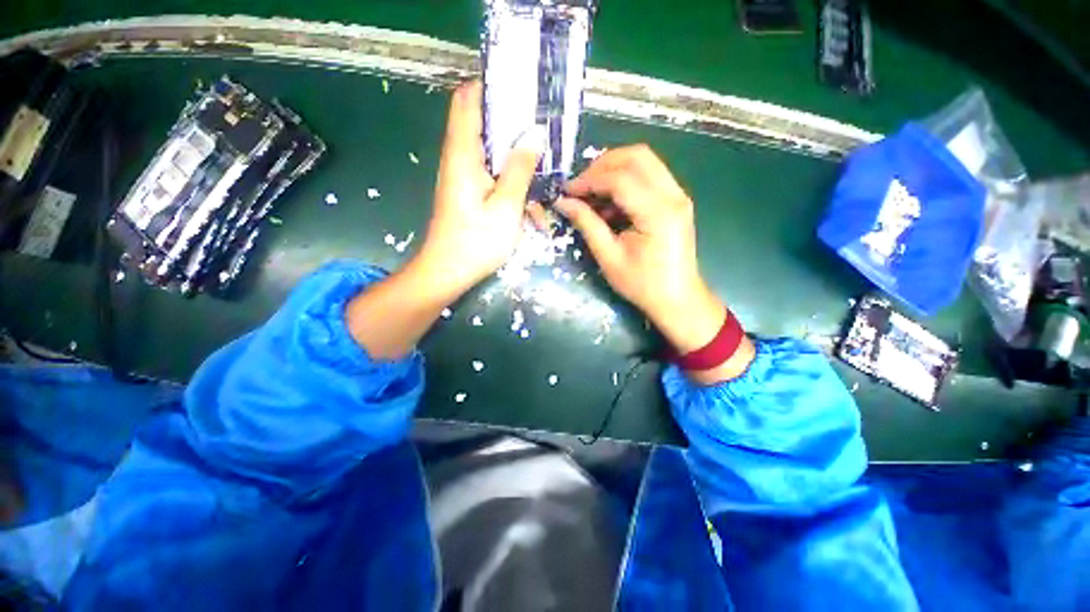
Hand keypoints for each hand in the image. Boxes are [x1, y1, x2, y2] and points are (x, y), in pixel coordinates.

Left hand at [416, 81, 544, 301]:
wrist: (448, 273)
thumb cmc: (476, 242)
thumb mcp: (506, 207)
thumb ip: (520, 169)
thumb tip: (534, 135)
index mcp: (463, 154)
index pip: (467, 100)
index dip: (489, 86)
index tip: (520, 88)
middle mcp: (459, 159)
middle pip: (484, 125)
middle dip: (515, 128)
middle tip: (544, 133)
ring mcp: (464, 178)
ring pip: (494, 156)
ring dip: (519, 166)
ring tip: (544, 180)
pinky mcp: (470, 194)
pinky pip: (494, 178)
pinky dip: (513, 187)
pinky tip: (532, 209)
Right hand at [556, 145, 753, 381]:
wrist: (677, 298)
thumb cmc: (642, 285)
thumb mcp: (609, 258)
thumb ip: (587, 225)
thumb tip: (563, 202)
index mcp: (657, 213)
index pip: (620, 178)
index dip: (589, 180)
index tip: (567, 191)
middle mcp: (673, 195)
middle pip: (637, 156)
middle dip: (602, 165)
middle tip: (580, 186)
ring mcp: (678, 195)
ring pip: (644, 161)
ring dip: (614, 169)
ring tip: (592, 193)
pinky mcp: (676, 200)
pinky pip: (650, 175)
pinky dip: (626, 180)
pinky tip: (611, 202)